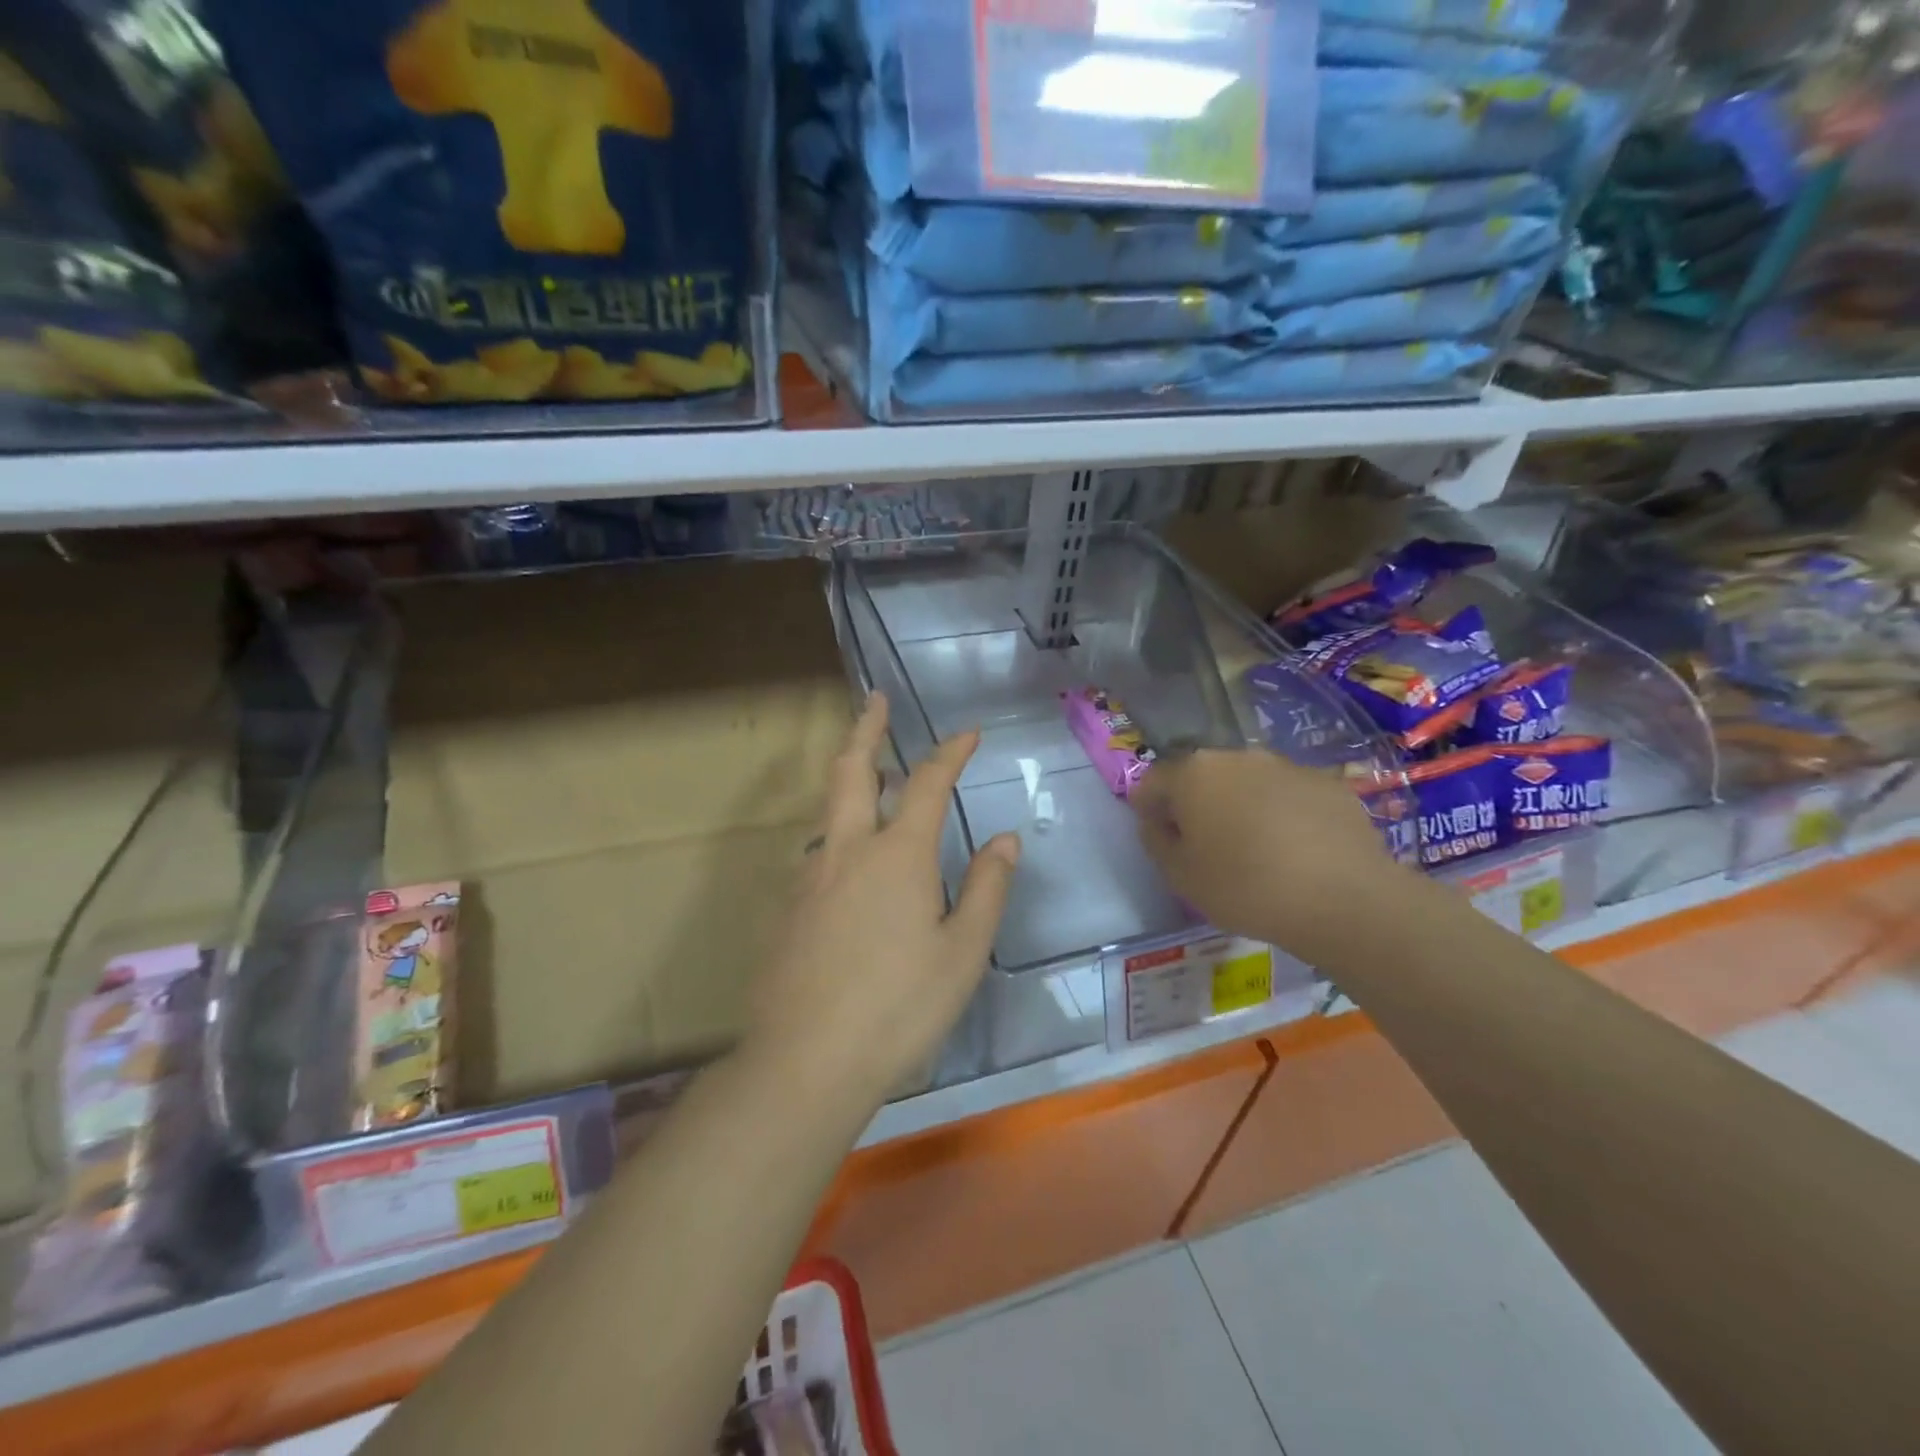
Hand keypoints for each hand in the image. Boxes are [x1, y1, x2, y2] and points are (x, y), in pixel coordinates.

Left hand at [747, 693, 1018, 1107]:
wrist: (807, 1061)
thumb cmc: (900, 1007)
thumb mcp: (962, 952)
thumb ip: (986, 889)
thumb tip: (1004, 840)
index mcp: (897, 855)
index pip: (926, 783)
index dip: (950, 753)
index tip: (968, 733)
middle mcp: (847, 850)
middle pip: (852, 770)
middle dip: (865, 728)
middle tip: (874, 701)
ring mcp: (810, 877)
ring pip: (829, 809)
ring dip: (851, 779)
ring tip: (872, 774)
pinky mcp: (789, 909)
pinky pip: (820, 852)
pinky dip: (841, 831)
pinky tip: (854, 861)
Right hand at [1132, 748, 1409, 964]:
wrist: (1345, 899)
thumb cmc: (1246, 887)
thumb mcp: (1180, 876)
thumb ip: (1156, 840)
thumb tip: (1157, 821)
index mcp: (1194, 772)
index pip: (1154, 781)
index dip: (1149, 809)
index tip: (1160, 839)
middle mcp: (1238, 756)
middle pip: (1203, 776)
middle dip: (1197, 804)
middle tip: (1205, 846)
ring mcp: (1287, 766)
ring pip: (1248, 783)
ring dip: (1241, 807)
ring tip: (1254, 851)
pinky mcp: (1329, 783)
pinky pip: (1289, 796)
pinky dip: (1282, 814)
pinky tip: (1295, 852)